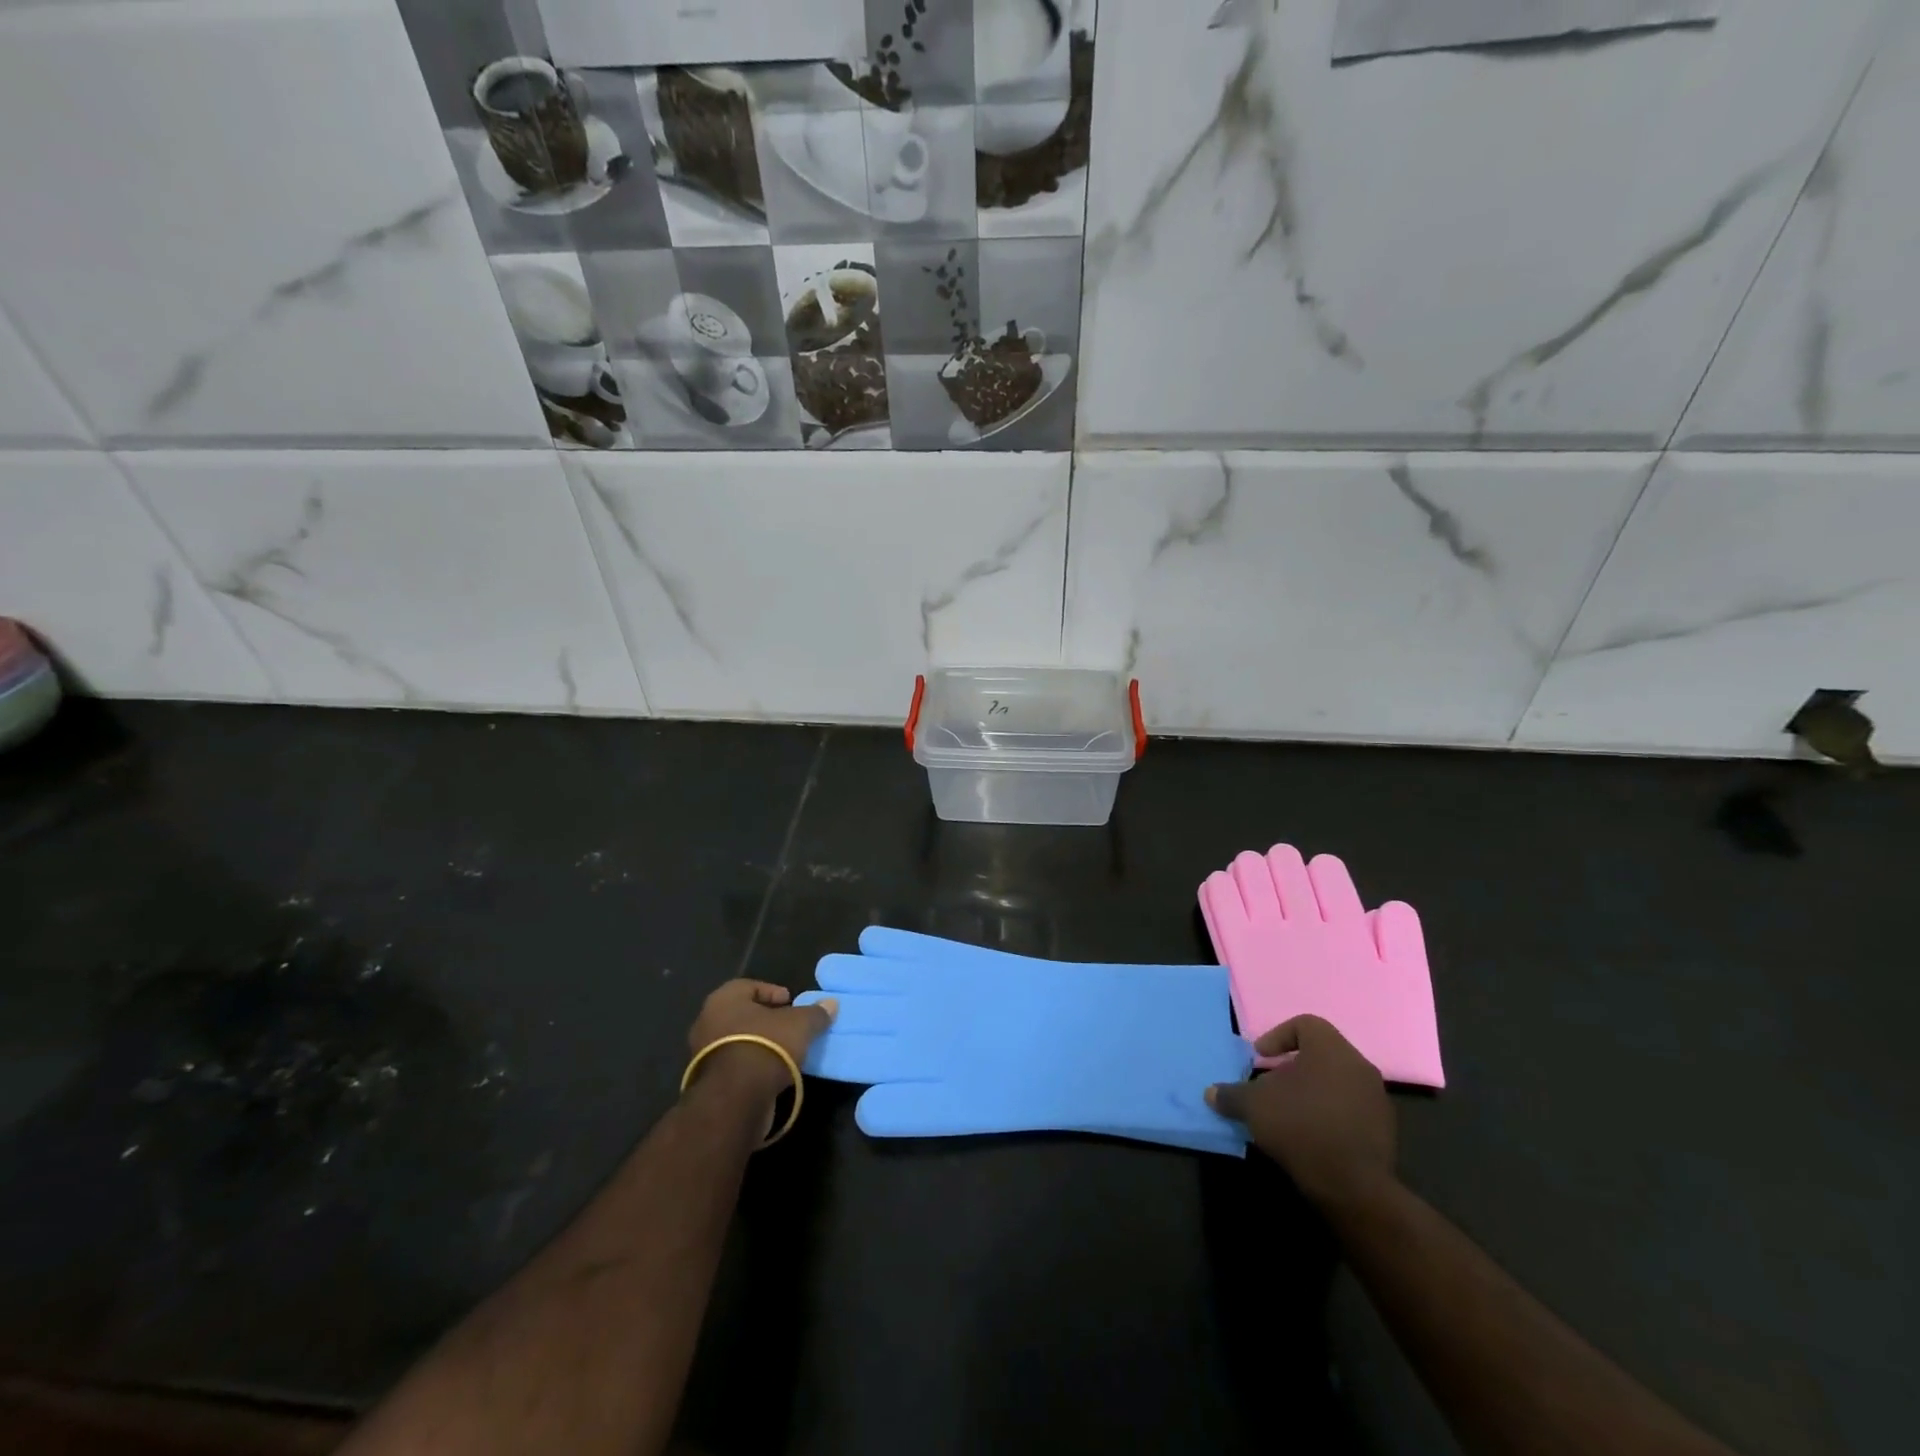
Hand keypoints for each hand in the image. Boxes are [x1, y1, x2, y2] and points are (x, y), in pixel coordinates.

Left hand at [686, 980, 837, 1105]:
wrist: (736, 1098)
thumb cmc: (767, 1045)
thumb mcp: (800, 1025)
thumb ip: (815, 1013)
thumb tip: (831, 1003)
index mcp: (724, 999)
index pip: (749, 986)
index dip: (772, 992)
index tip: (791, 1002)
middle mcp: (707, 1022)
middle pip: (741, 1014)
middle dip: (766, 1019)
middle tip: (788, 1026)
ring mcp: (703, 1055)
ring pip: (737, 1041)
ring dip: (759, 1044)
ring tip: (785, 1052)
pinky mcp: (707, 1083)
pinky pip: (734, 1066)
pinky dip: (752, 1066)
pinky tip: (772, 1073)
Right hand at [1206, 1015, 1396, 1210]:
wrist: (1354, 1186)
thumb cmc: (1300, 1126)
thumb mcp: (1253, 1106)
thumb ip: (1231, 1094)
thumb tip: (1211, 1093)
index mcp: (1332, 1049)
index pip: (1305, 1024)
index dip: (1278, 1036)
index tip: (1261, 1058)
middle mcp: (1360, 1067)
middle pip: (1322, 1054)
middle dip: (1293, 1067)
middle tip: (1271, 1085)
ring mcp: (1377, 1100)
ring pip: (1338, 1082)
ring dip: (1312, 1092)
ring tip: (1288, 1112)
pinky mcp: (1385, 1131)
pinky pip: (1351, 1109)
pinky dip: (1329, 1114)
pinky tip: (1310, 1135)